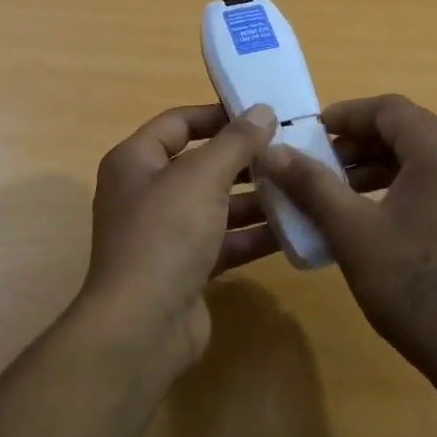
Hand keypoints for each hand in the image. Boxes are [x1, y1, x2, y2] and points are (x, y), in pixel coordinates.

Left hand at [77, 102, 279, 368]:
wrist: (143, 325)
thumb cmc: (165, 234)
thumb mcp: (202, 177)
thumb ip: (235, 142)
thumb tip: (261, 110)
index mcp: (135, 161)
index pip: (178, 123)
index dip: (218, 115)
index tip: (262, 114)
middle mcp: (146, 193)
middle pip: (201, 165)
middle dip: (245, 160)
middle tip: (291, 152)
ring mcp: (165, 233)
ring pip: (216, 205)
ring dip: (255, 198)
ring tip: (301, 187)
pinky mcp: (186, 268)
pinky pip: (224, 241)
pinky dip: (253, 235)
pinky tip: (294, 229)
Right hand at [262, 95, 436, 414]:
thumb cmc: (414, 287)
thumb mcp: (352, 232)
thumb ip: (311, 185)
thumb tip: (271, 152)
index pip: (390, 109)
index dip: (345, 115)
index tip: (308, 135)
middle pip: (408, 130)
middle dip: (358, 142)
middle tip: (318, 165)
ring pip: (423, 159)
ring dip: (378, 165)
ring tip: (337, 191)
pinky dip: (401, 186)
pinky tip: (372, 215)